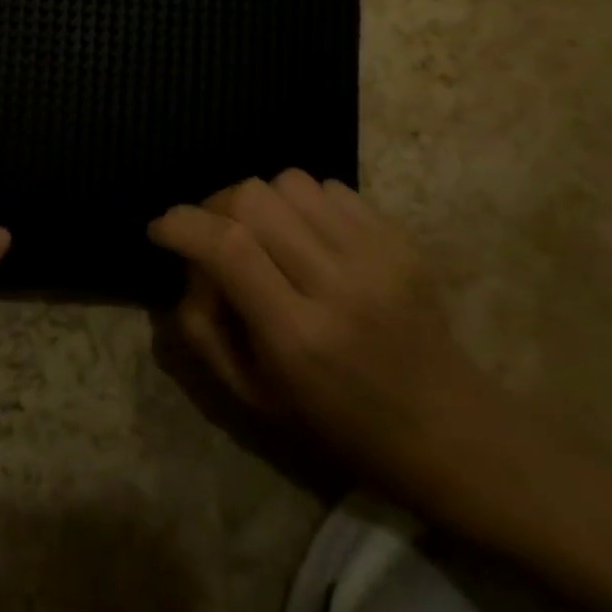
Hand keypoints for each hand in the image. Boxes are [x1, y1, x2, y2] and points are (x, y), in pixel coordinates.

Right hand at [148, 171, 492, 491]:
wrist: (451, 429)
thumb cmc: (341, 424)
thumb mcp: (254, 397)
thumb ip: (203, 330)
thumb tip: (187, 266)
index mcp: (298, 336)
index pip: (227, 247)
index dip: (182, 224)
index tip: (161, 228)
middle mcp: (339, 284)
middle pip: (254, 199)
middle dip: (216, 205)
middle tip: (212, 232)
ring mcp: (378, 255)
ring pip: (290, 182)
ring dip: (260, 201)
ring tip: (263, 234)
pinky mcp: (402, 239)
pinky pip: (330, 188)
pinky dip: (302, 203)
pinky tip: (307, 236)